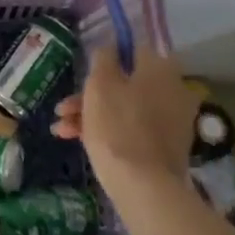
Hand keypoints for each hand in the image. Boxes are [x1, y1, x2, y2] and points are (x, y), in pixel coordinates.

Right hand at [52, 44, 200, 195]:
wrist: (143, 186)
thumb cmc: (117, 126)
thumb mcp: (100, 84)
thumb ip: (103, 58)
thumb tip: (110, 48)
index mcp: (160, 68)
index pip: (131, 50)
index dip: (104, 60)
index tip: (84, 75)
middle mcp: (173, 89)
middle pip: (125, 83)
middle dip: (90, 95)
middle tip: (64, 108)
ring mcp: (172, 120)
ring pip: (126, 108)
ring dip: (92, 114)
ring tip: (61, 129)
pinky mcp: (167, 147)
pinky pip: (134, 129)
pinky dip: (109, 131)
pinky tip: (78, 141)